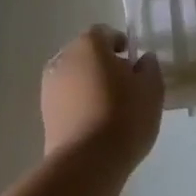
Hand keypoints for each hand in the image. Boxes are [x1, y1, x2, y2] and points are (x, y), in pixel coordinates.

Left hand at [41, 26, 163, 169]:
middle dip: (103, 63)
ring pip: (74, 77)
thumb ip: (149, 67)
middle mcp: (64, 59)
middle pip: (86, 53)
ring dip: (89, 84)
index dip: (120, 43)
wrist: (87, 163)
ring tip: (110, 107)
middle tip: (124, 84)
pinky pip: (66, 99)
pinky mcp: (44, 115)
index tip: (133, 62)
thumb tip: (142, 60)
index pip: (104, 33)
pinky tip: (96, 123)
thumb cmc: (124, 116)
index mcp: (89, 44)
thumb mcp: (151, 88)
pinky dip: (79, 104)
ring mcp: (49, 87)